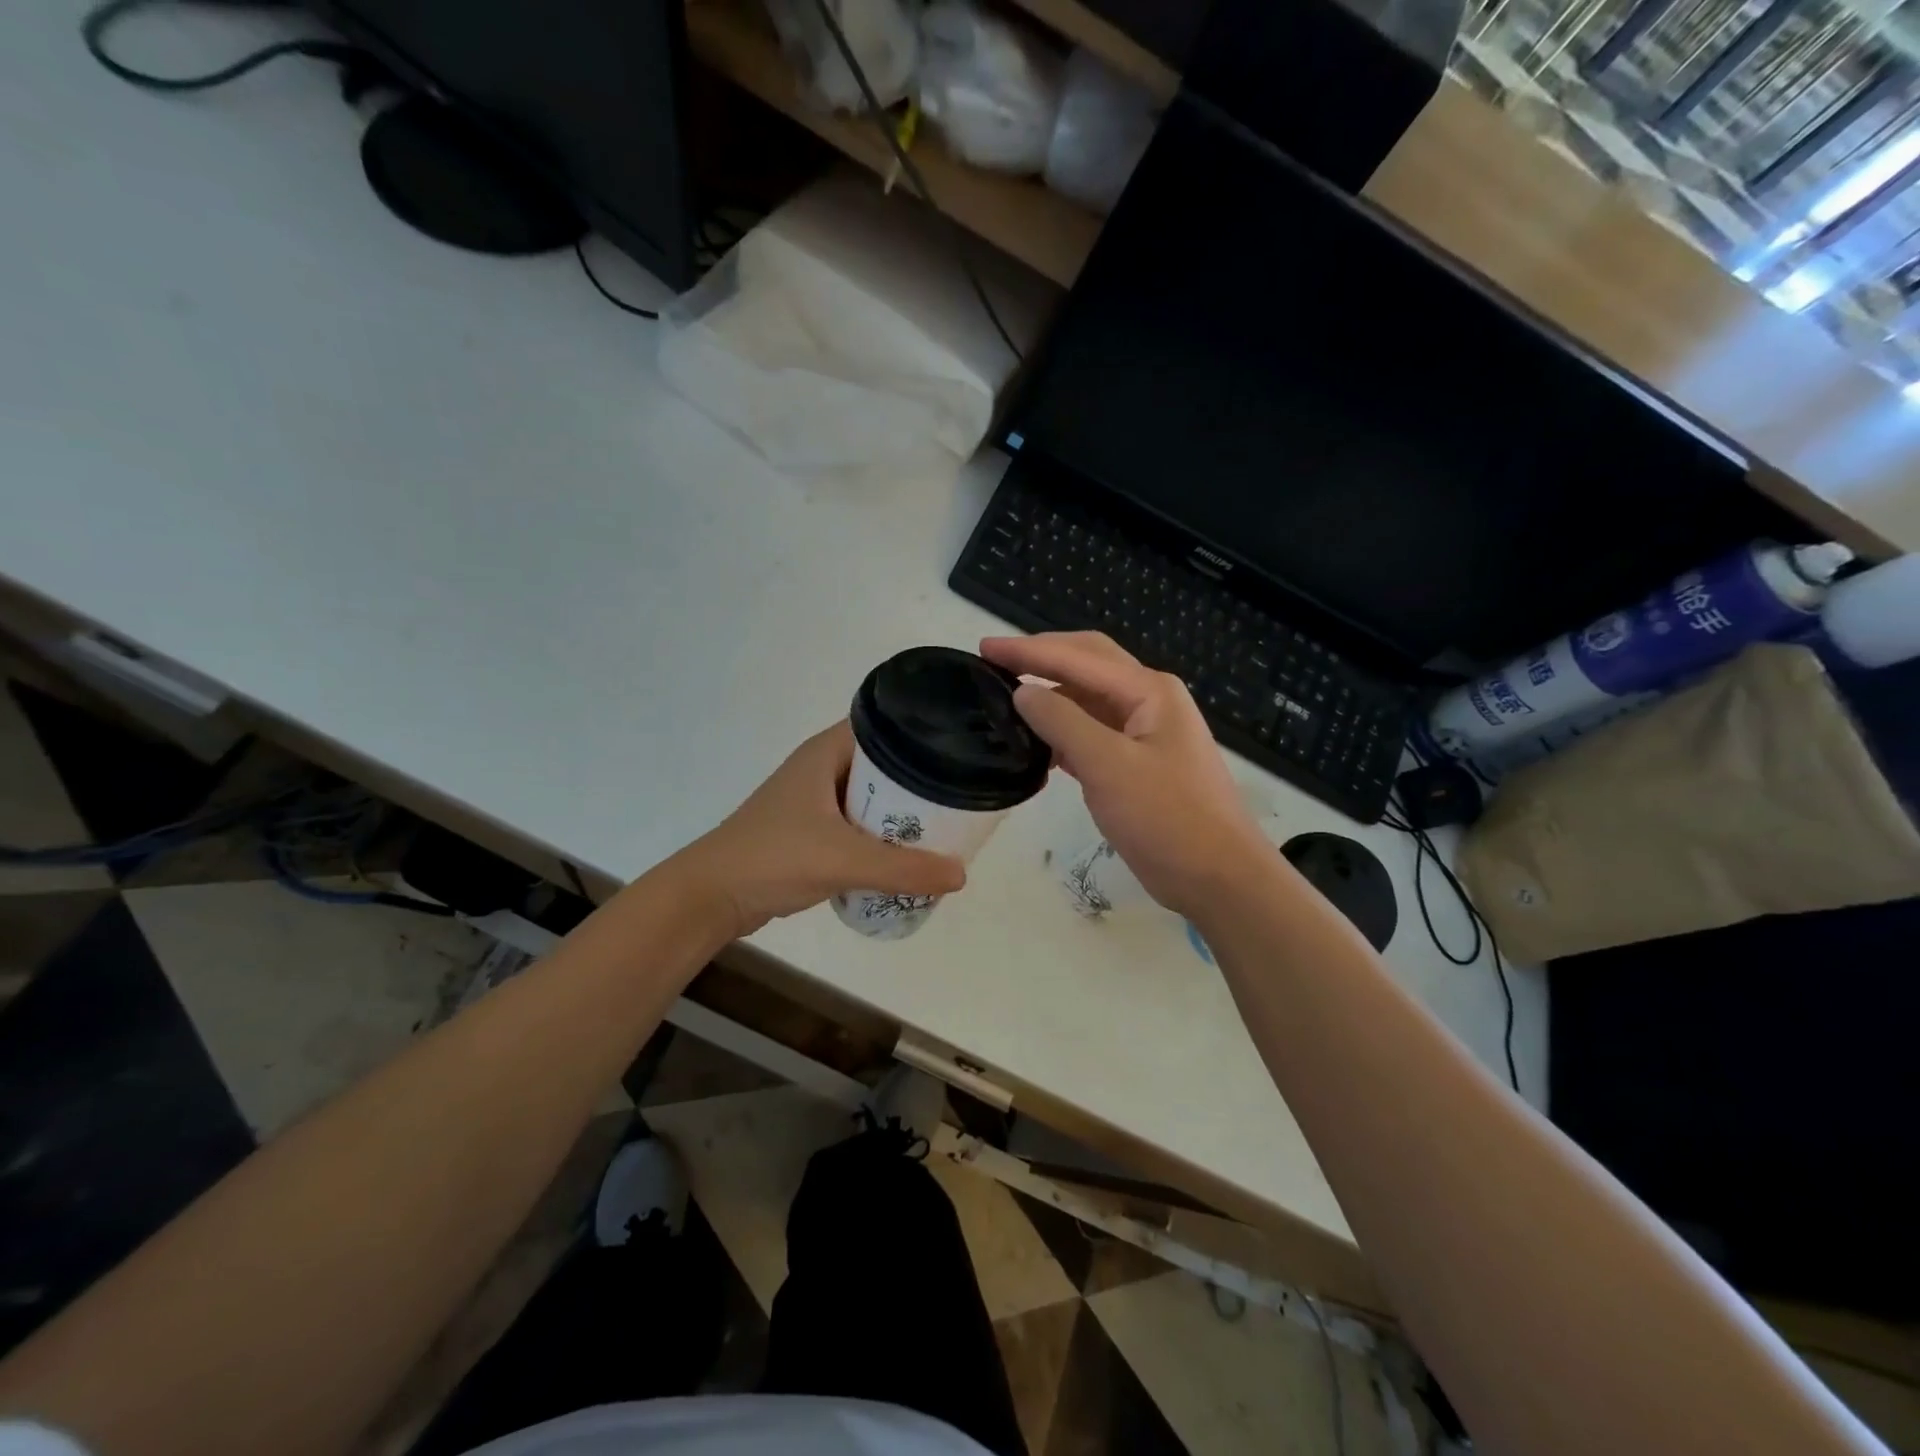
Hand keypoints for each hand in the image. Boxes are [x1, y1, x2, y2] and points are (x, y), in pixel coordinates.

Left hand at [673, 721, 966, 938]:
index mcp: (826, 752)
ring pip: (871, 797)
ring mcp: (814, 800)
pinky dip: (881, 835)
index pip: (886, 726)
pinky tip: (906, 855)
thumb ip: (903, 869)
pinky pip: (858, 824)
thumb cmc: (773, 858)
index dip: (923, 734)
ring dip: (900, 813)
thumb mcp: (843, 860)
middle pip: (884, 764)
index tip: (961, 752)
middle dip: (920, 782)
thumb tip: (961, 875)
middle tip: (961, 798)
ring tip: (944, 827)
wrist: (711, 897)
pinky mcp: (810, 831)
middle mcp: (822, 767)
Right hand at [981, 632, 1273, 919]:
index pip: (1078, 657)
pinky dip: (1062, 733)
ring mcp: (1144, 733)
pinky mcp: (1137, 764)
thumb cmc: (1167, 818)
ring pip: (1088, 700)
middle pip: (1087, 664)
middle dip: (1041, 658)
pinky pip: (1092, 733)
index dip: (1028, 650)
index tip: (984, 647)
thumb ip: (1062, 722)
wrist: (1218, 878)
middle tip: (994, 661)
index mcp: (1148, 690)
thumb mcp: (1108, 766)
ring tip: (1007, 700)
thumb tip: (1022, 692)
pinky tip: (1037, 747)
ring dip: (1051, 695)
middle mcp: (1148, 701)